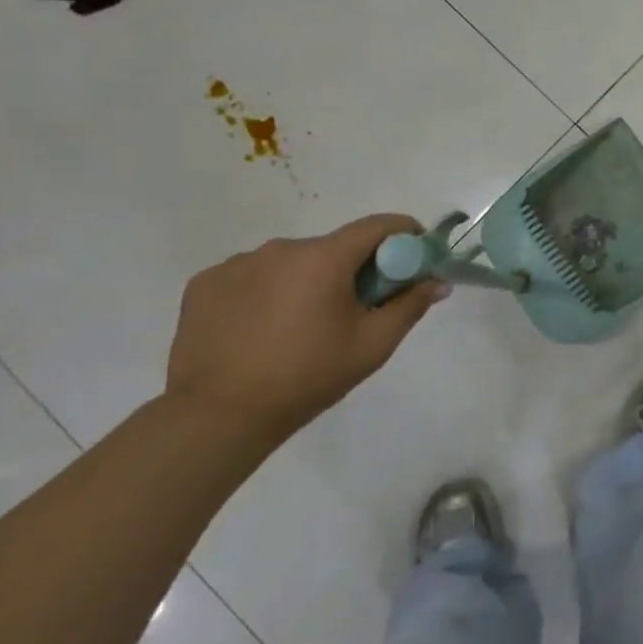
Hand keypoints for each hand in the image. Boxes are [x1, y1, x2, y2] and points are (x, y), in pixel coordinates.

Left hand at [165, 215, 447, 443]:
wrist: (217, 417)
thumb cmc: (307, 377)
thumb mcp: (372, 345)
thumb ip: (410, 306)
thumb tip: (437, 281)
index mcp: (324, 258)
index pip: (377, 226)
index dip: (404, 236)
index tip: (415, 258)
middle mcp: (280, 248)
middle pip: (332, 248)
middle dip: (352, 269)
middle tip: (356, 310)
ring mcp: (237, 263)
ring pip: (291, 263)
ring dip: (306, 282)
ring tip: (300, 328)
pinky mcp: (205, 283)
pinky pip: (250, 277)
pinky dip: (265, 293)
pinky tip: (261, 330)